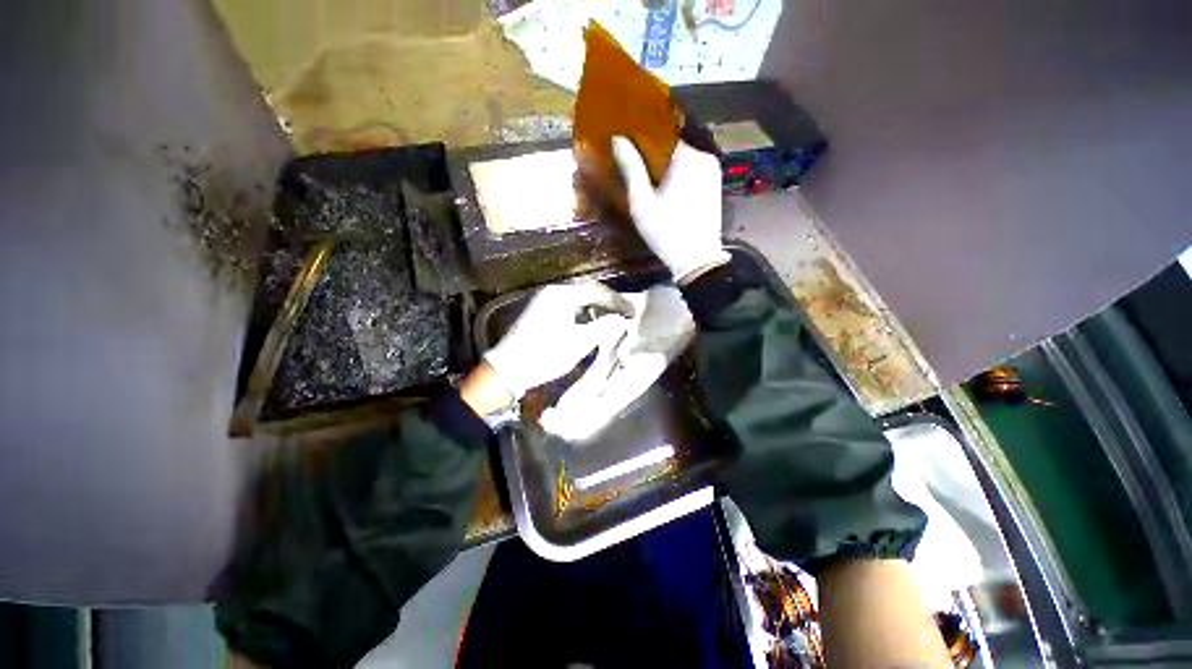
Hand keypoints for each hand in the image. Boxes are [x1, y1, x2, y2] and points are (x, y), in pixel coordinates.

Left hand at [483, 282, 634, 400]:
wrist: (507, 368)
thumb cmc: (545, 355)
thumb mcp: (579, 343)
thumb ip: (602, 327)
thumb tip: (620, 318)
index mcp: (563, 295)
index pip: (597, 290)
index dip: (616, 301)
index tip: (632, 311)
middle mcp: (552, 291)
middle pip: (586, 289)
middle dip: (606, 300)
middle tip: (623, 312)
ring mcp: (543, 299)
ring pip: (575, 296)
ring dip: (594, 304)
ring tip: (609, 316)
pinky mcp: (538, 309)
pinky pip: (566, 303)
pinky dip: (581, 309)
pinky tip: (588, 320)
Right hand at [612, 136, 730, 282]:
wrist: (696, 259)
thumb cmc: (666, 231)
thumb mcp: (642, 202)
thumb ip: (631, 168)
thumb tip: (618, 139)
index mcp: (687, 157)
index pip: (662, 132)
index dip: (644, 136)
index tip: (628, 142)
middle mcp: (704, 157)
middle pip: (674, 145)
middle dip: (655, 152)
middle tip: (635, 162)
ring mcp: (713, 171)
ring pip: (684, 158)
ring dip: (667, 164)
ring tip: (648, 175)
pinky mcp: (715, 185)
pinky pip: (693, 169)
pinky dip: (679, 173)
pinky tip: (666, 187)